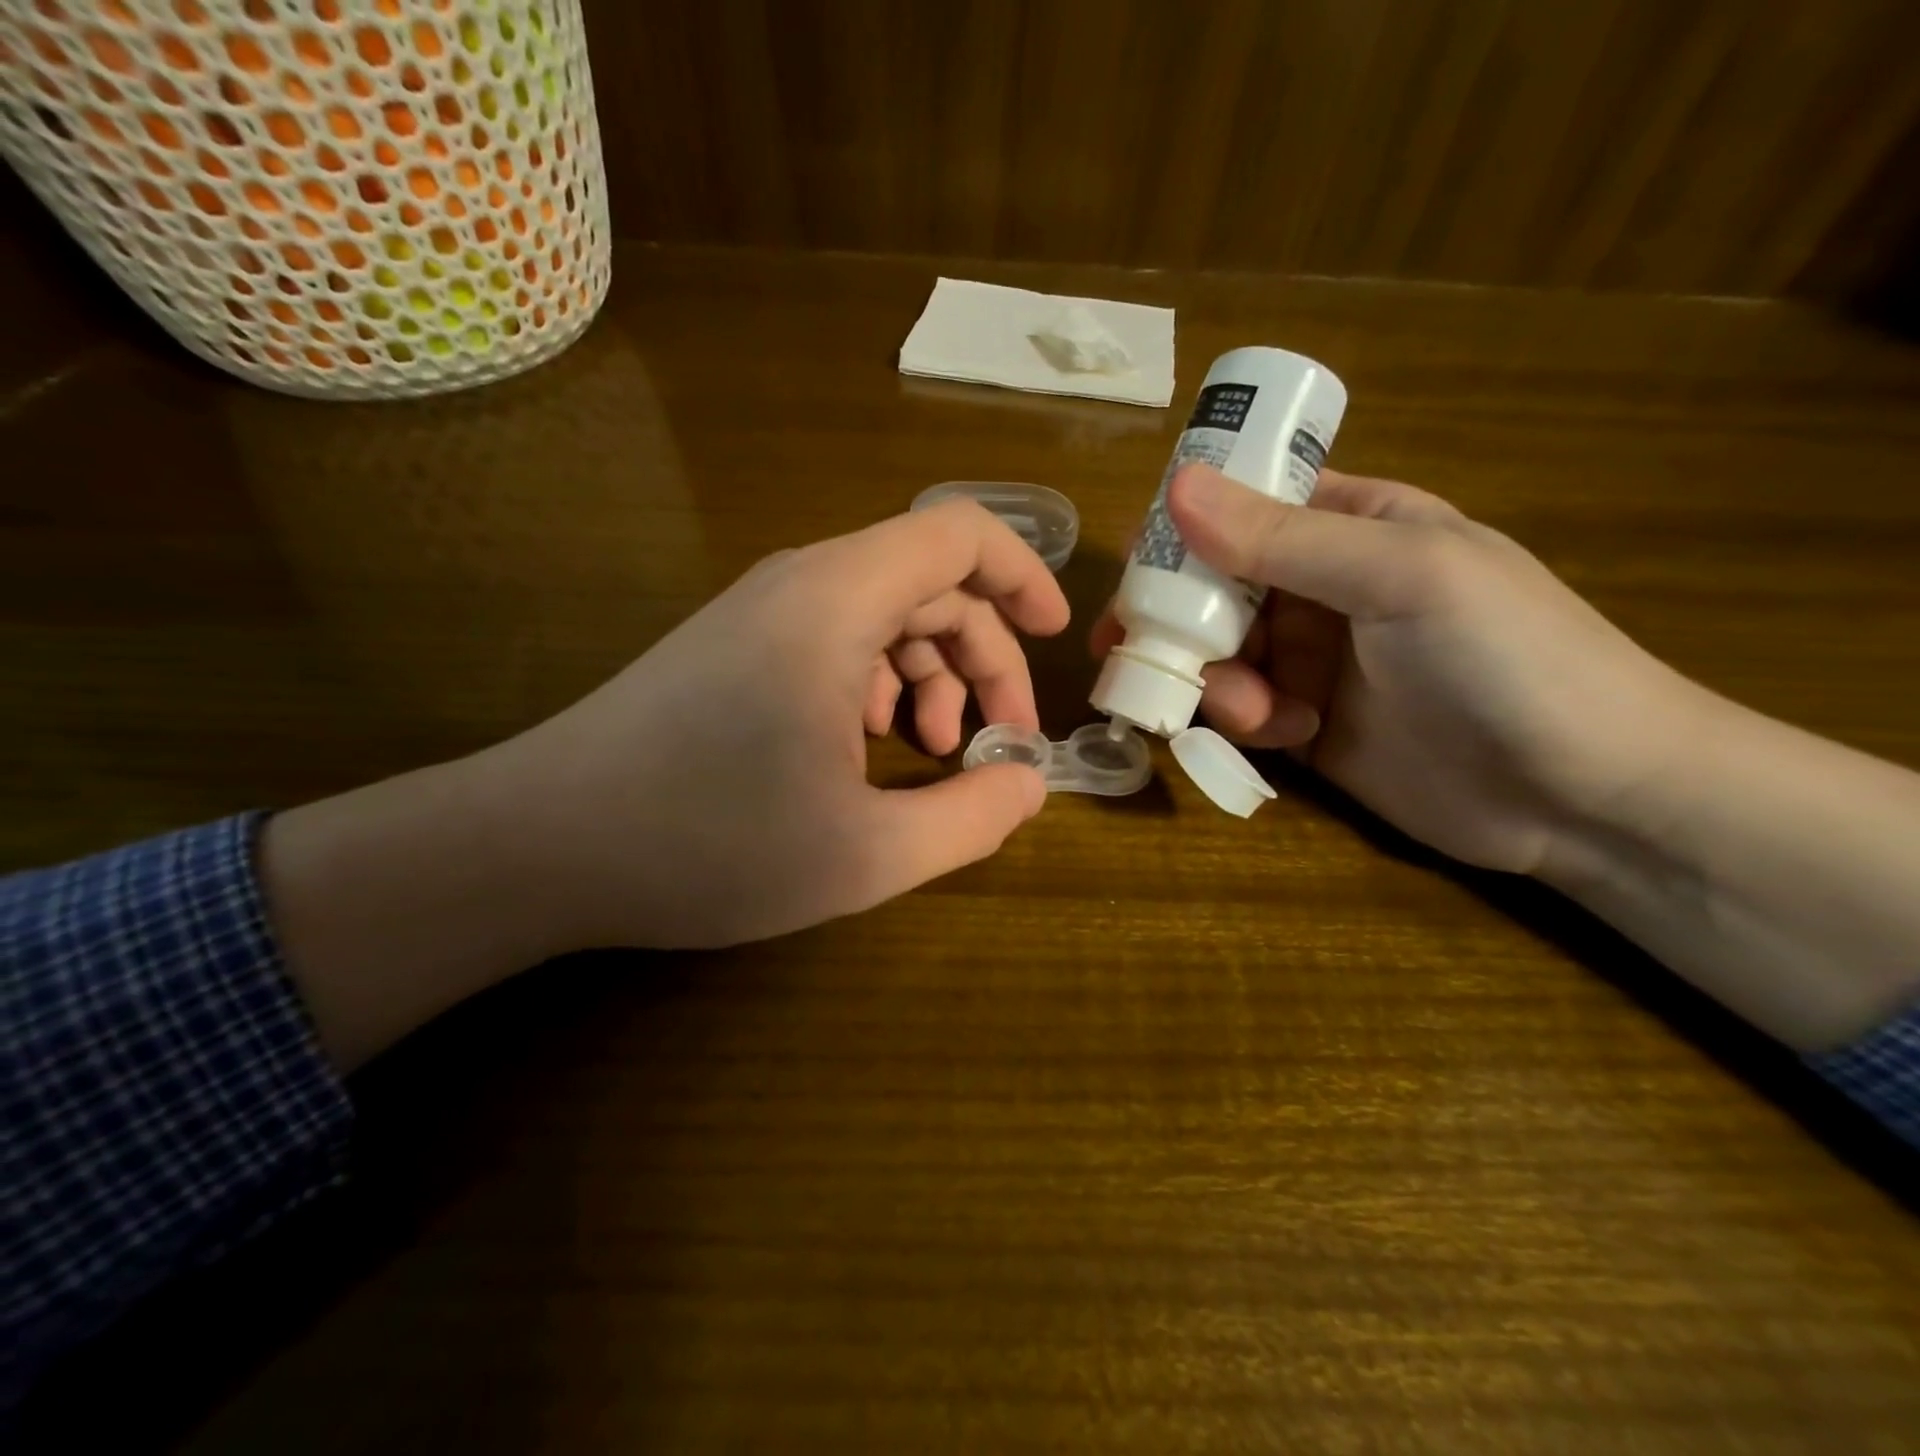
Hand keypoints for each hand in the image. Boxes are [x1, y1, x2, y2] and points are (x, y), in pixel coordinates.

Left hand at [501, 497, 1069, 946]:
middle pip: (929, 586)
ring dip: (929, 677)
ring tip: (930, 754)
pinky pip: (834, 642)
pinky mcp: (733, 650)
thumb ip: (970, 819)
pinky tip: (865, 752)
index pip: (959, 534)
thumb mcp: (866, 853)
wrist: (537, 846)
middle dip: (983, 659)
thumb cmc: (706, 842)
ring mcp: (759, 615)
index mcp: (839, 601)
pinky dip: (876, 686)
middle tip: (996, 743)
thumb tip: (1028, 785)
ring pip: (883, 617)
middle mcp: (800, 586)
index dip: (1022, 575)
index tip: (1056, 637)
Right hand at [1093, 465, 1700, 874]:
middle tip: (1132, 648)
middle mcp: (1320, 589)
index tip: (1137, 570)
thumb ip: (1286, 539)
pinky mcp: (1304, 725)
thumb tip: (1177, 487)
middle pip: (1212, 588)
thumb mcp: (1402, 577)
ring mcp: (1310, 660)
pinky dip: (1241, 721)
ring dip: (1213, 679)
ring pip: (1217, 654)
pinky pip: (1240, 711)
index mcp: (1350, 527)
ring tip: (1249, 711)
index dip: (1183, 531)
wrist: (1584, 796)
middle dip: (1178, 619)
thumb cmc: (1509, 658)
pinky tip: (1284, 734)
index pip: (1243, 508)